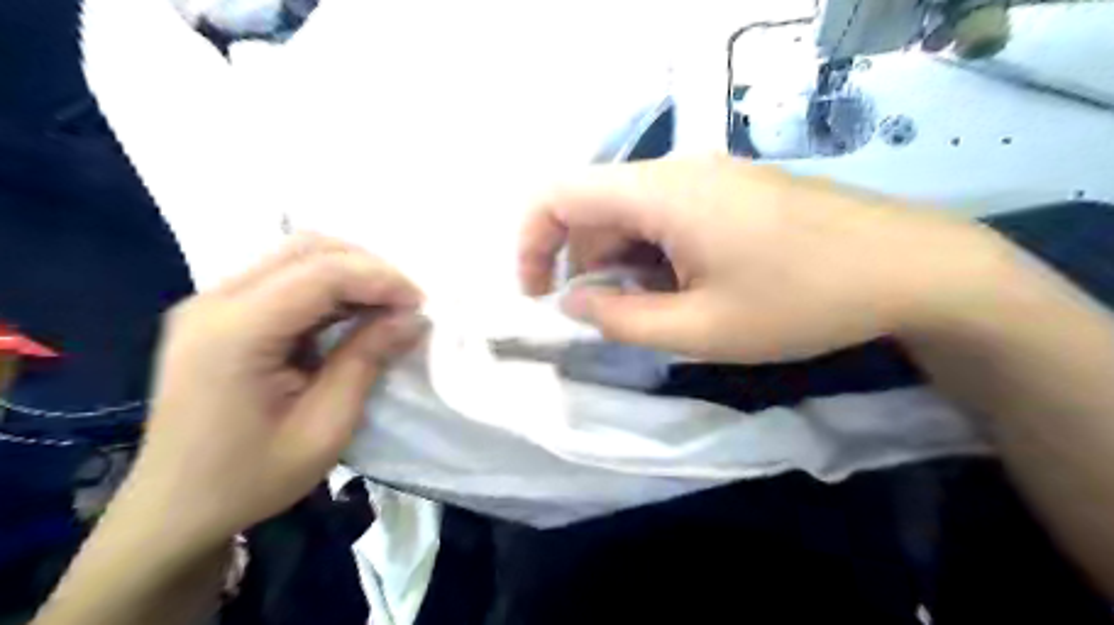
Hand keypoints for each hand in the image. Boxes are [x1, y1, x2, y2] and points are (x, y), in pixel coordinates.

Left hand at [121, 234, 425, 552]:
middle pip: (306, 248)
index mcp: (235, 332)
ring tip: (386, 309)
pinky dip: (327, 289)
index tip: (420, 306)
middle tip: (405, 304)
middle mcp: (214, 302)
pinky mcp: (217, 315)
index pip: (321, 272)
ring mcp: (210, 304)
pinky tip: (351, 317)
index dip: (381, 279)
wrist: (176, 511)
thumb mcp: (326, 426)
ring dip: (350, 275)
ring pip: (296, 256)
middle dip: (368, 268)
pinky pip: (283, 279)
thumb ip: (367, 359)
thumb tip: (413, 318)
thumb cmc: (253, 477)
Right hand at [524, 156, 1011, 363]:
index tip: (538, 293)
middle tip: (606, 318)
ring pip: (632, 214)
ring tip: (655, 310)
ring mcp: (709, 176)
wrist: (911, 267)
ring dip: (622, 262)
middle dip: (583, 264)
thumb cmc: (802, 302)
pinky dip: (654, 254)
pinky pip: (667, 215)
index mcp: (661, 193)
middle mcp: (678, 170)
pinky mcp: (732, 190)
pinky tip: (686, 288)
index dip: (531, 242)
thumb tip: (571, 301)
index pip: (559, 194)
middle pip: (596, 207)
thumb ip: (621, 319)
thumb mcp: (701, 329)